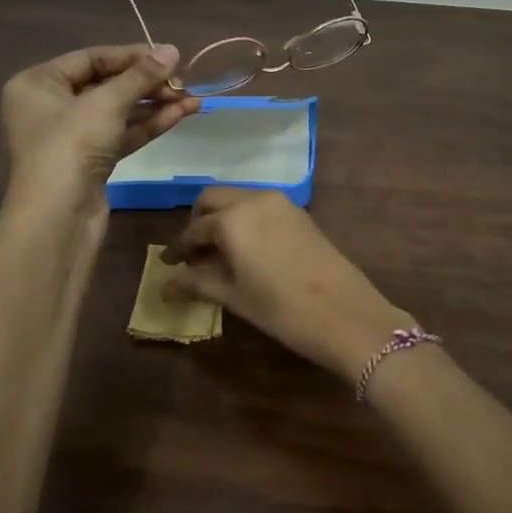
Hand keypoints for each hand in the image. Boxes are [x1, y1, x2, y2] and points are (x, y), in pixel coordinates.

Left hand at [0, 44, 198, 208]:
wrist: (58, 217)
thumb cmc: (70, 145)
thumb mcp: (107, 103)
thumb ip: (141, 76)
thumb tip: (172, 49)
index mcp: (38, 83)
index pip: (90, 58)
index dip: (131, 56)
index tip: (168, 56)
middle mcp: (50, 106)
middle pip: (106, 85)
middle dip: (147, 84)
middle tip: (183, 83)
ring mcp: (71, 137)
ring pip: (118, 112)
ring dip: (155, 105)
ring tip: (193, 99)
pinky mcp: (90, 161)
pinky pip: (122, 134)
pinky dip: (148, 125)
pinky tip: (180, 115)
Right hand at [160, 188, 411, 383]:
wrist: (346, 313)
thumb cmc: (282, 310)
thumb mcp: (235, 297)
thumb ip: (198, 283)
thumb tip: (165, 286)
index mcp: (232, 220)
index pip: (194, 229)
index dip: (178, 248)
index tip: (168, 264)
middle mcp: (254, 200)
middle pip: (214, 199)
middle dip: (198, 221)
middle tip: (193, 252)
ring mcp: (281, 203)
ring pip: (239, 198)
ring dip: (223, 217)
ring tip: (219, 253)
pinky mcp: (299, 213)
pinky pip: (261, 206)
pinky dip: (246, 219)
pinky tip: (247, 249)